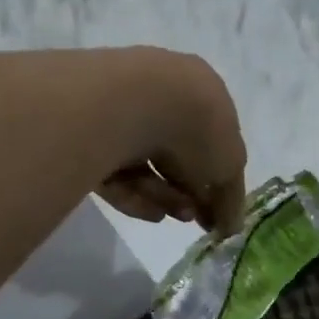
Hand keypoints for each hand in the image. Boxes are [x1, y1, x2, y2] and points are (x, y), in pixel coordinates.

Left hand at [95, 50, 247, 234]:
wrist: (131, 104)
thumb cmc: (196, 127)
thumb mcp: (229, 167)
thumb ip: (231, 199)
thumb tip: (230, 227)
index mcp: (201, 91)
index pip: (210, 138)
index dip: (215, 177)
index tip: (215, 212)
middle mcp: (160, 95)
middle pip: (175, 153)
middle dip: (186, 190)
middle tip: (192, 218)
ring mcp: (121, 111)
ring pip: (144, 163)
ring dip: (163, 195)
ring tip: (170, 216)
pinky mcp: (87, 132)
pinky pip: (114, 169)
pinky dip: (133, 193)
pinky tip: (147, 211)